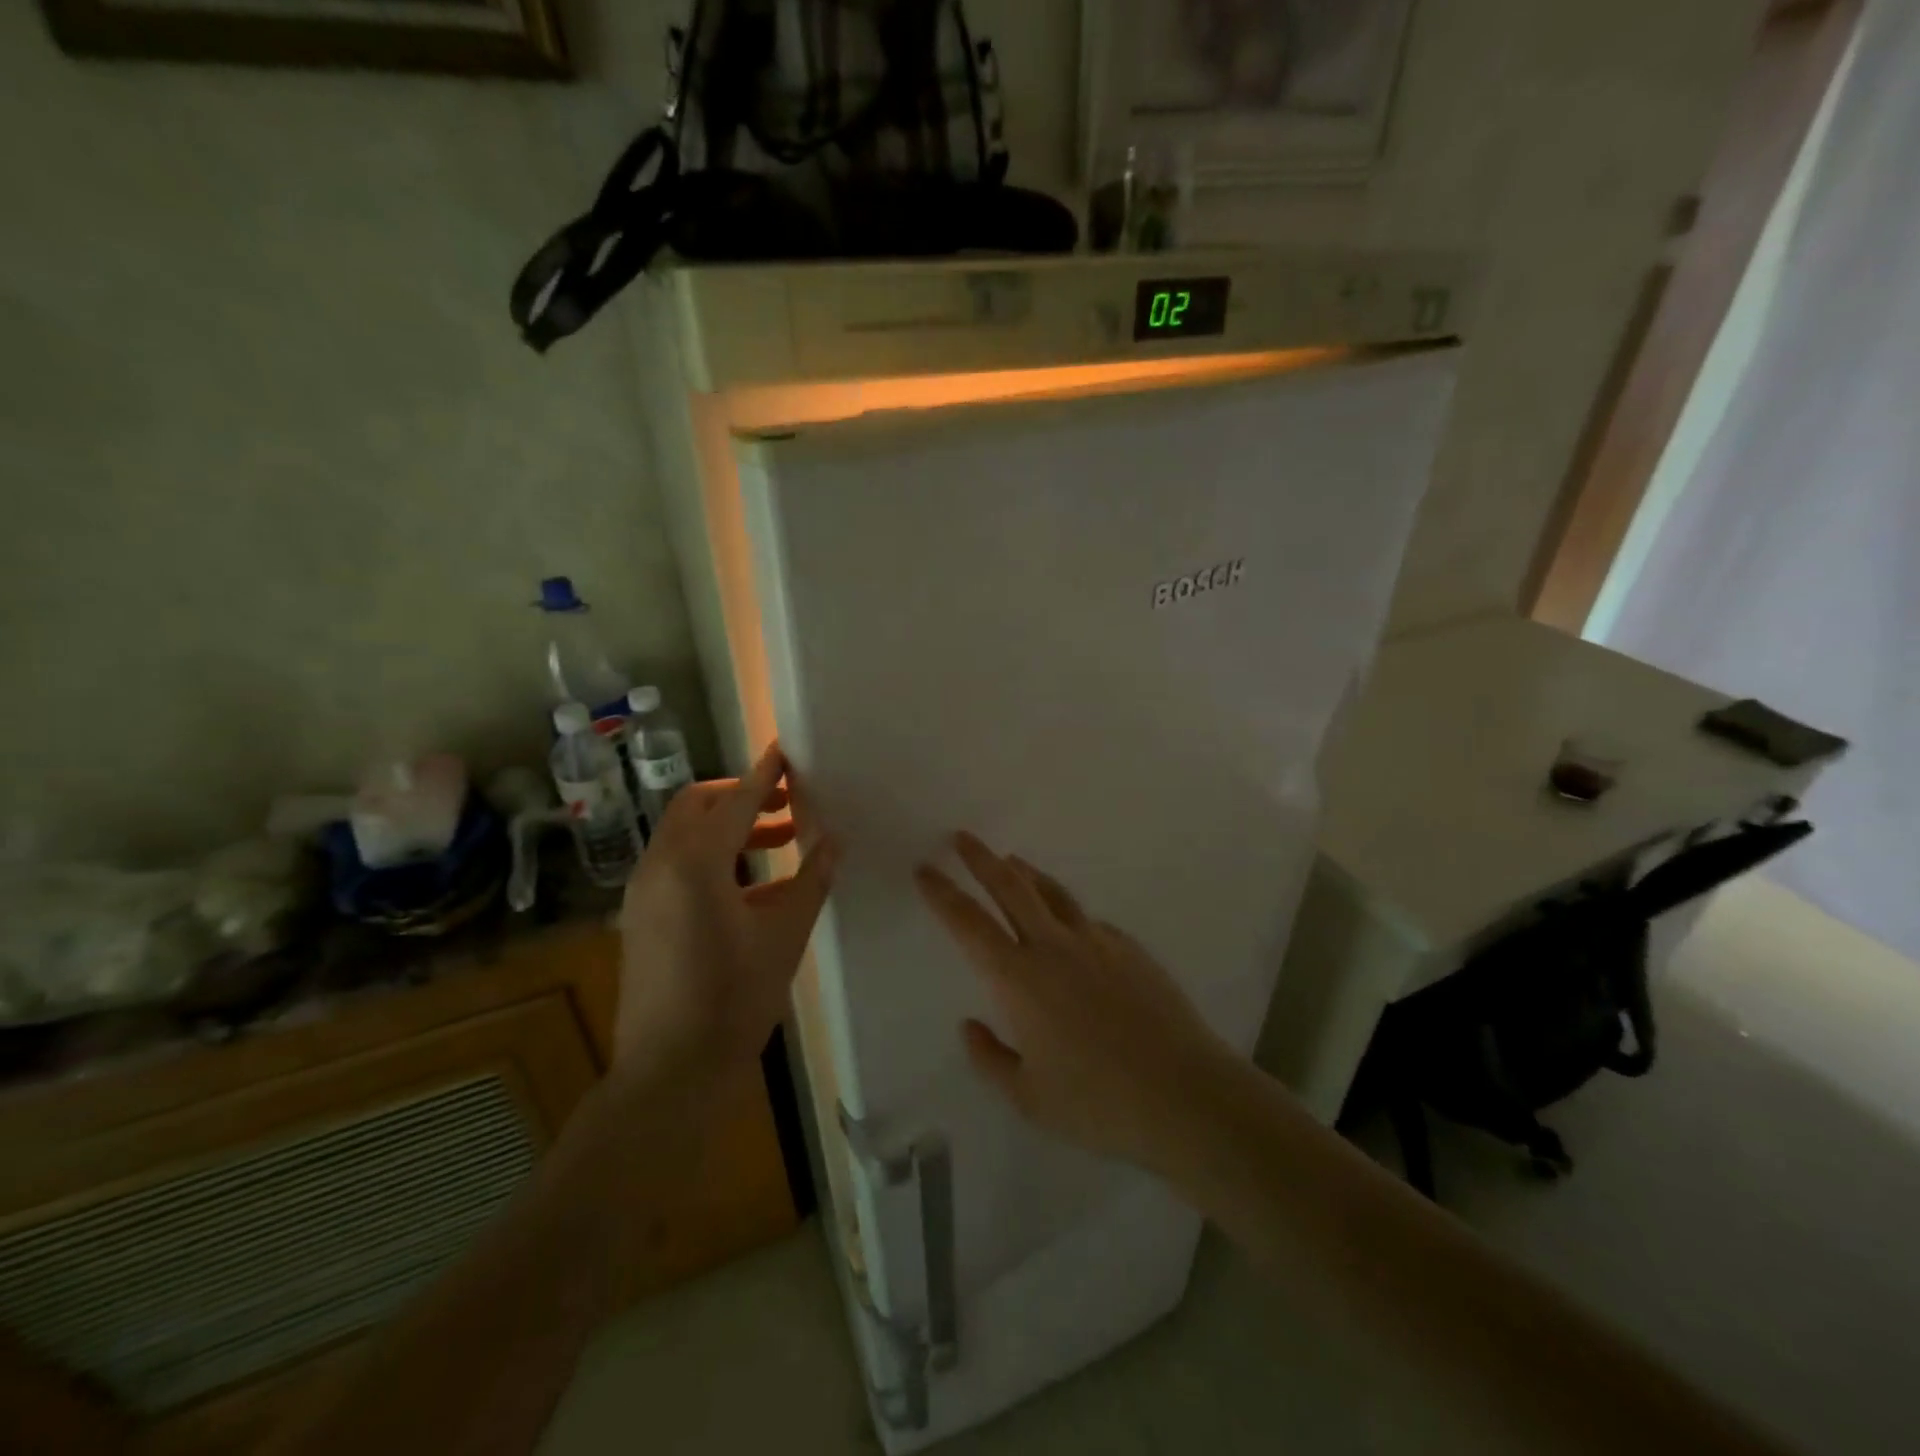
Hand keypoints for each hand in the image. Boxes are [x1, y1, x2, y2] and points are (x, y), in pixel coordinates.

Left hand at [616, 743, 837, 1080]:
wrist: (670, 1071)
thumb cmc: (734, 999)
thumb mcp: (784, 936)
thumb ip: (810, 880)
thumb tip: (833, 842)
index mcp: (695, 863)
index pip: (735, 801)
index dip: (764, 775)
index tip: (785, 752)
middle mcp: (660, 866)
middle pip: (696, 805)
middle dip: (739, 795)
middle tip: (785, 803)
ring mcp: (644, 892)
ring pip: (684, 834)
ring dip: (727, 826)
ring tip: (779, 840)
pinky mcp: (641, 917)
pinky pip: (676, 865)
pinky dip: (712, 857)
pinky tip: (753, 885)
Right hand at [915, 833, 1235, 1177]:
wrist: (1183, 1095)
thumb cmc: (1097, 1103)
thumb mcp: (1028, 1098)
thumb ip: (990, 1058)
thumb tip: (970, 1025)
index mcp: (1019, 979)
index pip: (968, 923)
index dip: (942, 894)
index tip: (925, 869)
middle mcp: (1054, 947)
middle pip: (1011, 887)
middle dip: (981, 859)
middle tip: (962, 837)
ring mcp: (1097, 942)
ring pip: (1053, 893)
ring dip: (1026, 873)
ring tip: (1012, 861)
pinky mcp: (1130, 949)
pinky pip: (1089, 922)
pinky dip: (1068, 914)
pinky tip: (1070, 929)